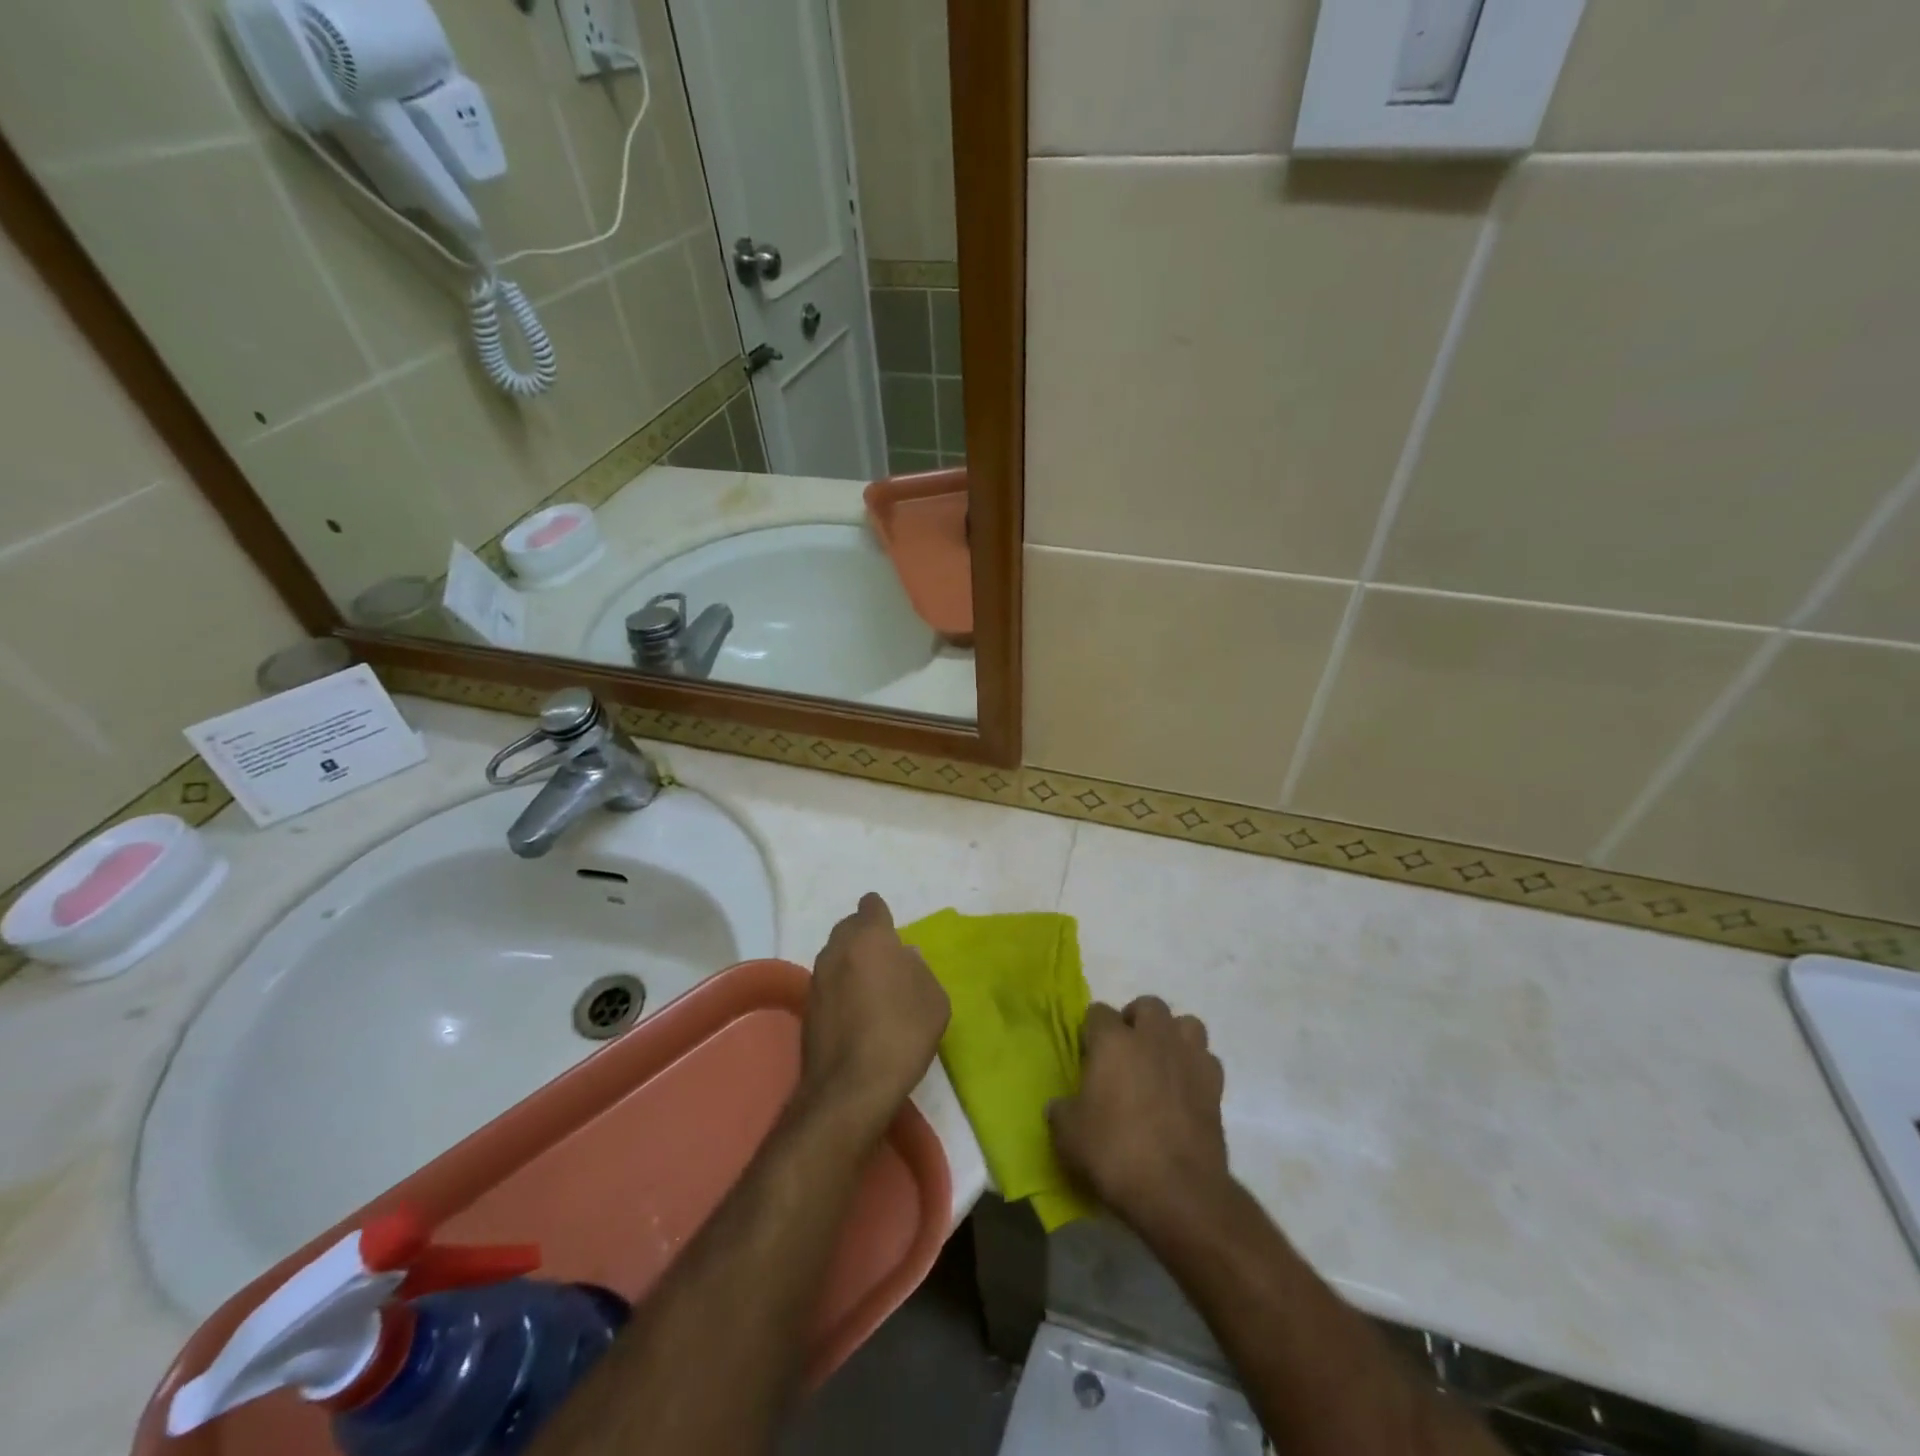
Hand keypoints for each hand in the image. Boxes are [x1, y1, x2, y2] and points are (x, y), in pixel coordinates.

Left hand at [801, 894, 949, 1133]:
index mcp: (870, 937)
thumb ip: (919, 969)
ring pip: (835, 956)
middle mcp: (837, 949)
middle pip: (849, 928)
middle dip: (865, 937)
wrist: (851, 1087)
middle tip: (886, 962)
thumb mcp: (933, 999)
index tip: (893, 935)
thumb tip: (904, 959)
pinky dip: (840, 990)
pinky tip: (856, 1015)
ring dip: (851, 964)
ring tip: (872, 990)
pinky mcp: (807, 1007)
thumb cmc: (902, 1033)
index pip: (871, 905)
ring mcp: (817, 978)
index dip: (882, 916)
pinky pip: (828, 984)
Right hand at [1049, 996, 1228, 1231]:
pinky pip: (1206, 1059)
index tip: (1088, 1054)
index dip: (1091, 1031)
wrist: (1178, 1191)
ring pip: (1186, 1024)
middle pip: (1148, 1005)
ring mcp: (1188, 1058)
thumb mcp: (1068, 1136)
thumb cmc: (1115, 1154)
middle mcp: (1152, 1038)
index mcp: (1113, 1042)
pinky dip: (1195, 1066)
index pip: (1098, 1012)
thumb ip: (1062, 1111)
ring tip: (1160, 1061)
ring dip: (1172, 1035)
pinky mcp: (1215, 1086)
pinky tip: (1184, 1088)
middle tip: (1126, 1050)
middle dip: (1136, 1020)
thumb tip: (1061, 1106)